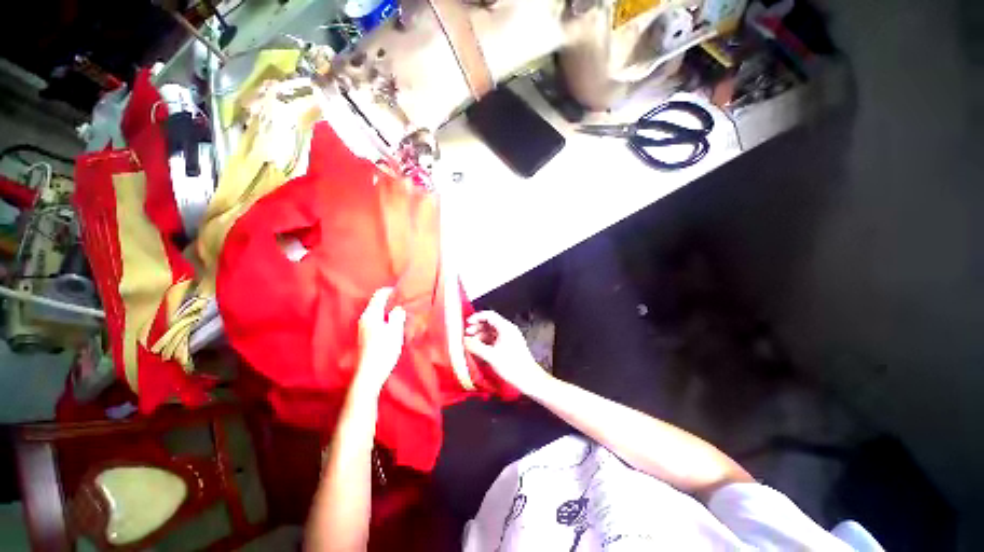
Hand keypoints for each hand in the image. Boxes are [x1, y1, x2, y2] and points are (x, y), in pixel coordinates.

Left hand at [353, 288, 406, 396]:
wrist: (371, 372)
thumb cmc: (384, 349)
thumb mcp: (395, 330)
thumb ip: (397, 316)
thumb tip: (398, 308)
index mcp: (371, 314)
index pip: (379, 295)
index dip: (391, 291)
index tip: (403, 292)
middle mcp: (365, 318)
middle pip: (378, 303)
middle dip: (391, 301)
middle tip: (406, 303)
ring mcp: (365, 327)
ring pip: (378, 313)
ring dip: (390, 311)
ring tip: (403, 314)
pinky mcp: (367, 336)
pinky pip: (378, 320)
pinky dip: (387, 319)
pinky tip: (396, 325)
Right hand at [464, 311, 553, 395]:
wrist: (529, 378)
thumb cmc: (512, 366)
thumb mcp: (491, 356)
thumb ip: (476, 347)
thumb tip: (465, 340)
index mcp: (506, 328)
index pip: (489, 315)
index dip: (476, 317)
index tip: (467, 324)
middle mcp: (508, 329)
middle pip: (490, 322)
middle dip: (477, 327)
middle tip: (467, 334)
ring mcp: (509, 337)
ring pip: (492, 331)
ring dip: (481, 335)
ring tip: (471, 343)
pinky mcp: (509, 345)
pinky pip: (495, 339)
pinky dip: (486, 341)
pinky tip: (479, 349)